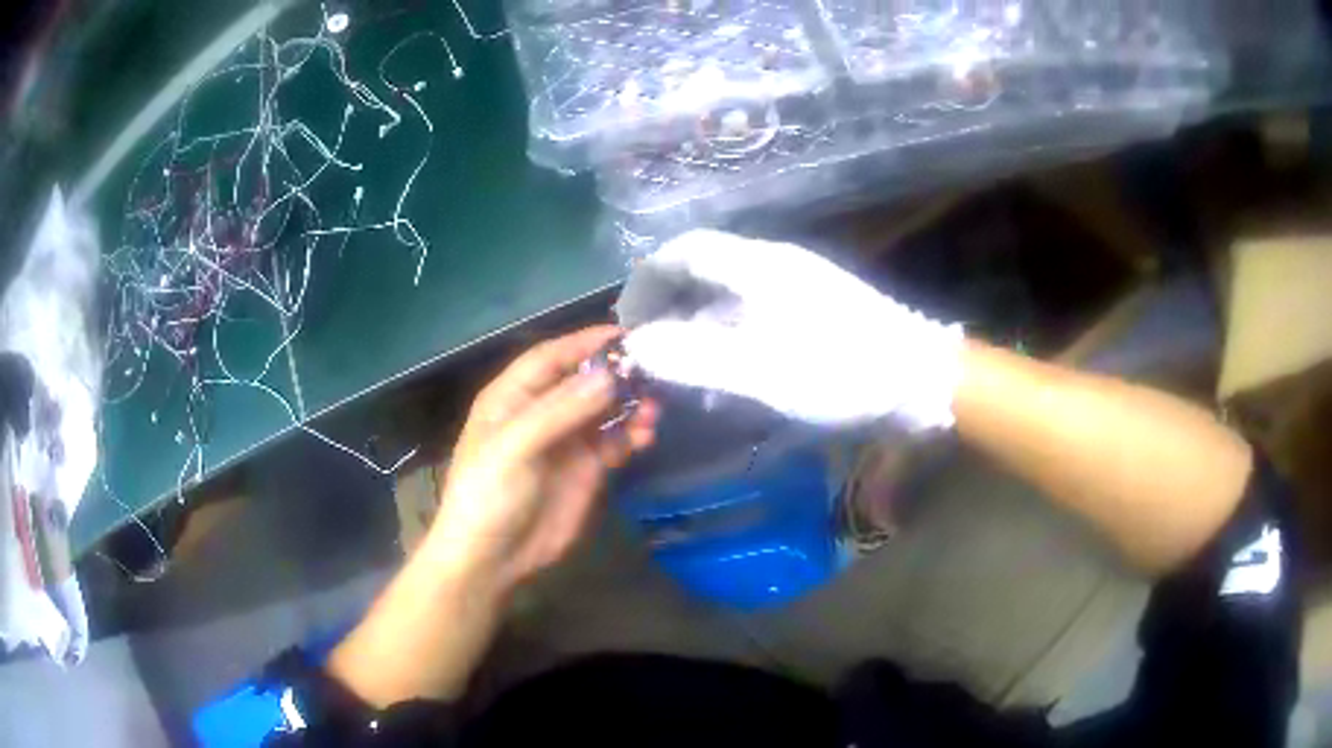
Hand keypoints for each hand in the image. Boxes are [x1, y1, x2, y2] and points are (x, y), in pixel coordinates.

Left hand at [329, 328, 657, 706]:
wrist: (492, 558)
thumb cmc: (488, 494)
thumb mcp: (514, 447)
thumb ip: (560, 411)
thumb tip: (609, 376)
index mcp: (512, 398)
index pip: (551, 358)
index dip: (584, 343)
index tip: (624, 334)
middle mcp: (541, 413)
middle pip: (583, 381)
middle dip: (615, 373)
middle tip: (652, 370)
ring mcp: (566, 442)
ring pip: (604, 410)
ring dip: (629, 404)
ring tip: (654, 407)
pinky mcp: (586, 470)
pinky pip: (614, 442)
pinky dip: (631, 435)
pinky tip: (646, 435)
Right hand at [619, 230, 963, 428]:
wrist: (922, 381)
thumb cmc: (844, 372)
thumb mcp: (764, 371)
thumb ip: (696, 357)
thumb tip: (638, 346)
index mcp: (760, 266)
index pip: (685, 251)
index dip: (647, 280)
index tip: (627, 321)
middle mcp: (774, 267)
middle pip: (704, 272)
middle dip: (669, 308)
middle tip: (649, 351)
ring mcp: (797, 289)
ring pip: (728, 298)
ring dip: (697, 330)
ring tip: (682, 373)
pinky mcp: (813, 313)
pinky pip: (753, 318)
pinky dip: (728, 343)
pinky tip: (727, 379)